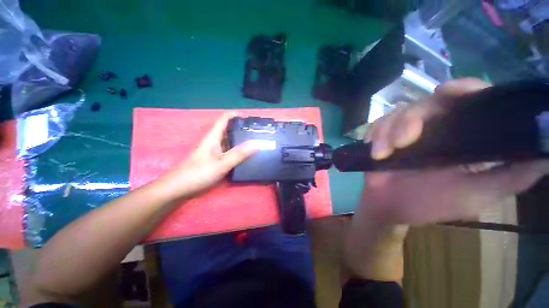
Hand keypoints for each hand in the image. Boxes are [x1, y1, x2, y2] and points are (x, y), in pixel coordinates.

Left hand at [157, 113, 258, 199]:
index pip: (224, 118)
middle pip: (229, 129)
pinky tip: (245, 156)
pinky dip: (237, 151)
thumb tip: (257, 143)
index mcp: (213, 137)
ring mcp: (213, 151)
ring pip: (229, 141)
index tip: (251, 119)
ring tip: (255, 143)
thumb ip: (239, 154)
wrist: (176, 189)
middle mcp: (213, 141)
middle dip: (242, 128)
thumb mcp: (221, 164)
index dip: (237, 114)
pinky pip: (228, 151)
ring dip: (241, 140)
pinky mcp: (214, 160)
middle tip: (257, 133)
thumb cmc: (197, 174)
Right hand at [360, 78, 548, 225]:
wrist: (386, 206)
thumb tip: (545, 153)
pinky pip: (377, 124)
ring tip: (381, 154)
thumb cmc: (428, 204)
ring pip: (396, 113)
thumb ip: (511, 177)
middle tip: (401, 143)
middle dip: (409, 120)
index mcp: (463, 138)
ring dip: (386, 132)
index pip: (471, 101)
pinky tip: (373, 148)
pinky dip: (374, 134)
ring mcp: (406, 132)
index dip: (465, 89)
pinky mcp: (383, 137)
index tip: (448, 91)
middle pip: (426, 103)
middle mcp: (436, 129)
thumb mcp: (475, 195)